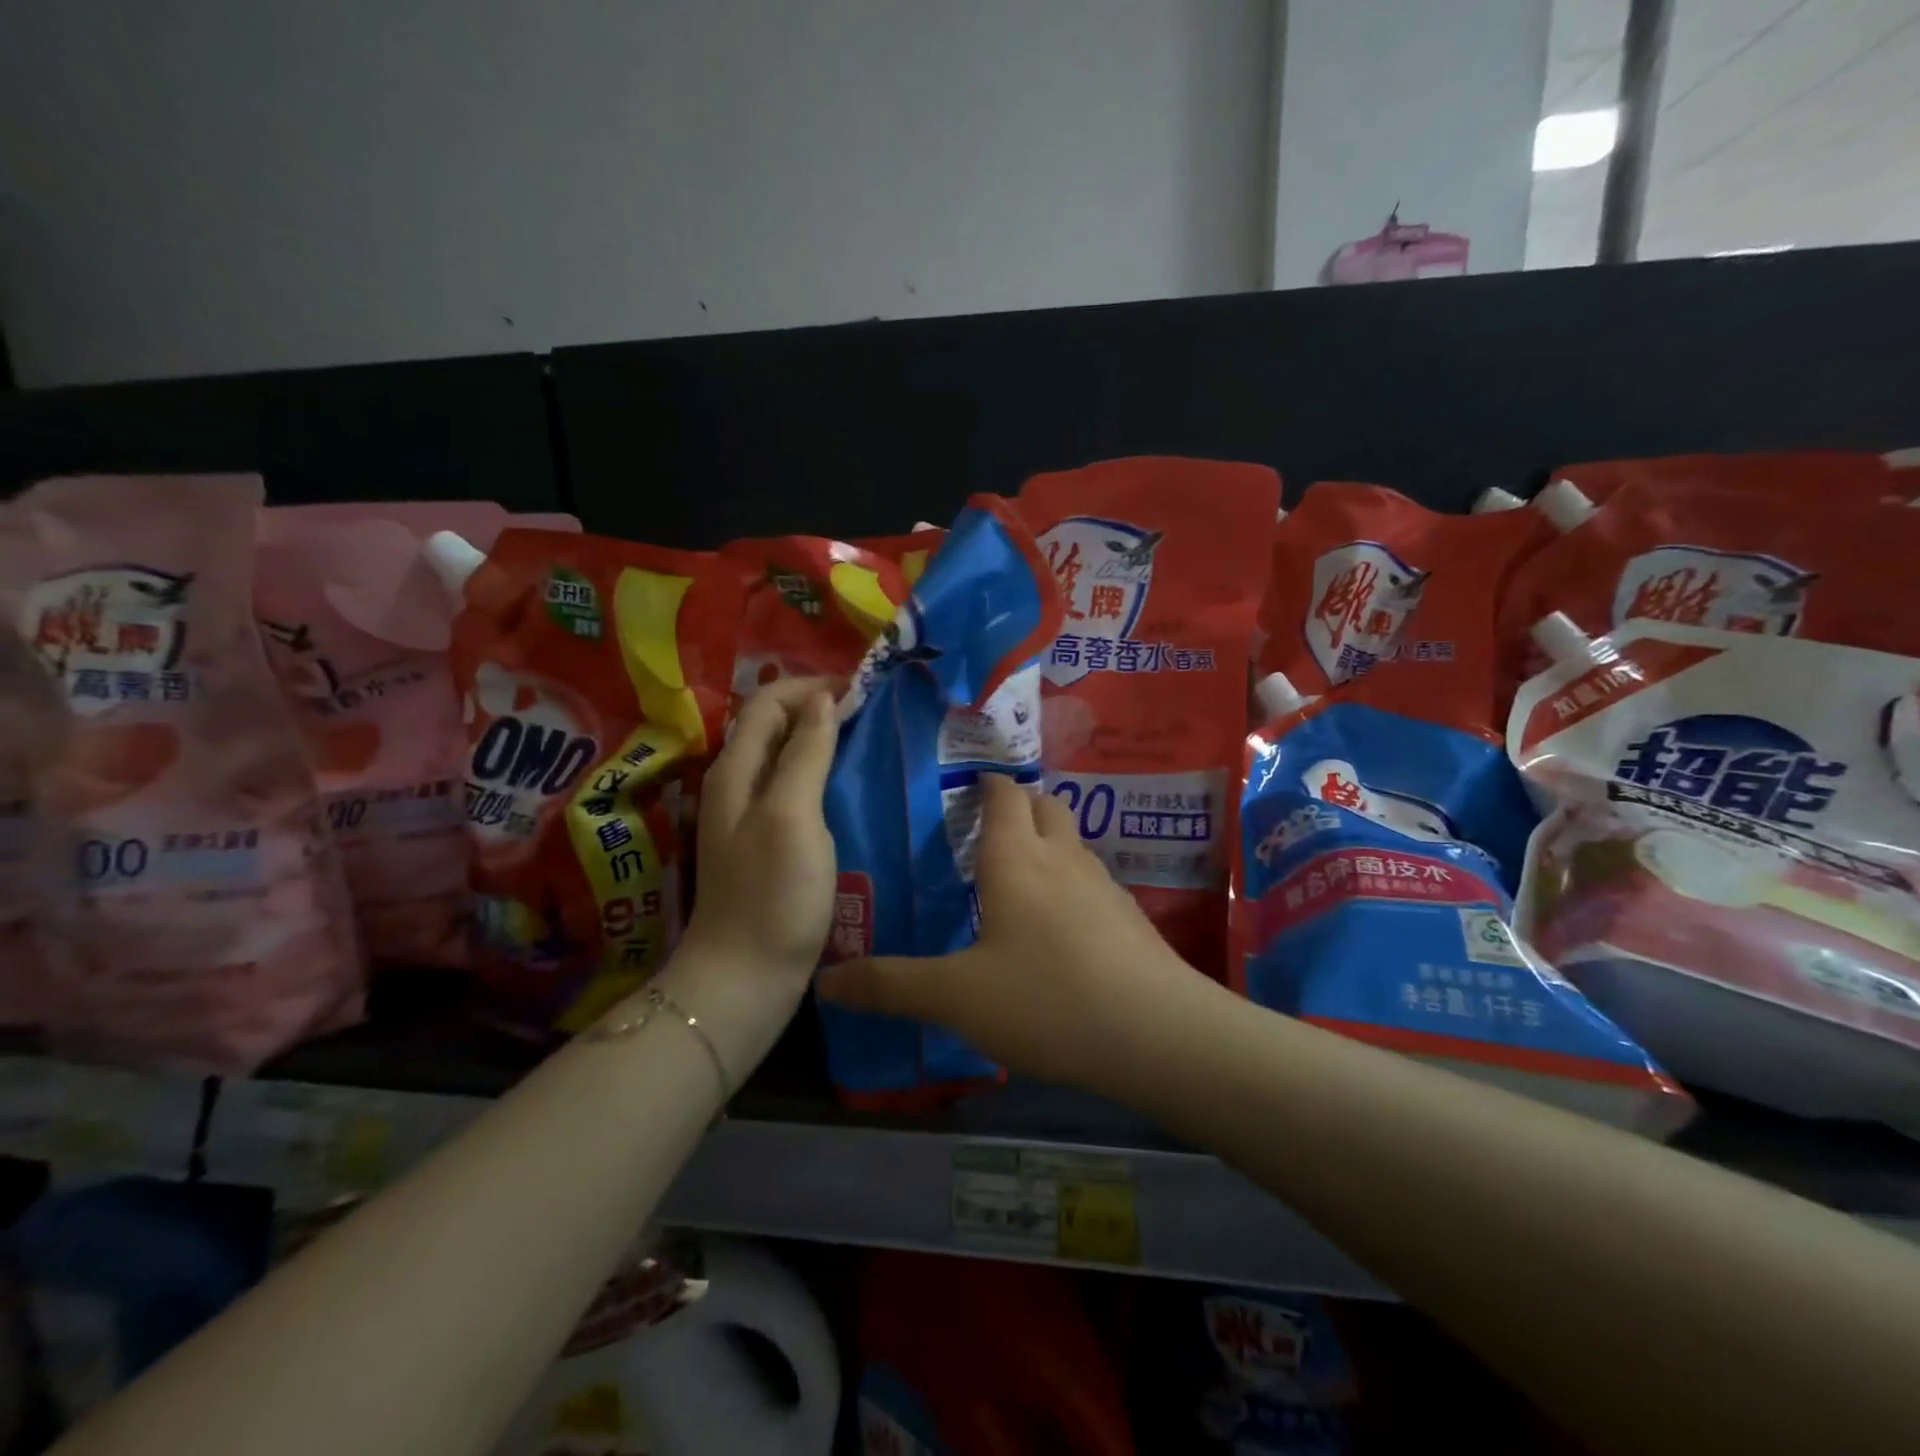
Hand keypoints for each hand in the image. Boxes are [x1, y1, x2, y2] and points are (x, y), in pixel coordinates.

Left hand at [678, 678, 838, 994]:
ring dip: (820, 739)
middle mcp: (736, 785)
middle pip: (773, 725)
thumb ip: (805, 753)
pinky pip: (794, 789)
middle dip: (816, 707)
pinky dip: (821, 773)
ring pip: (785, 757)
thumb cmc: (773, 894)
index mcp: (736, 770)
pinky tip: (850, 787)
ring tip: (866, 739)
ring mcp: (750, 816)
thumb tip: (821, 698)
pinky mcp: (768, 843)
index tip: (859, 688)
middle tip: (869, 710)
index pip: (766, 702)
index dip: (809, 686)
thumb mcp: (791, 815)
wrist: (745, 978)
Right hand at [816, 772, 1200, 1092]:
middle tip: (988, 828)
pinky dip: (1071, 886)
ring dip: (1049, 845)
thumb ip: (890, 986)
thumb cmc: (1046, 999)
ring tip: (1019, 875)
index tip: (968, 784)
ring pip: (1073, 845)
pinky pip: (1093, 884)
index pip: (1004, 796)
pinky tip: (1059, 928)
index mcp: (1017, 858)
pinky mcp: (1131, 921)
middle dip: (1020, 806)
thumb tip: (825, 981)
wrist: (1158, 1035)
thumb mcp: (954, 997)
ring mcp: (1104, 888)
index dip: (987, 784)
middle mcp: (1063, 859)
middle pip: (1046, 807)